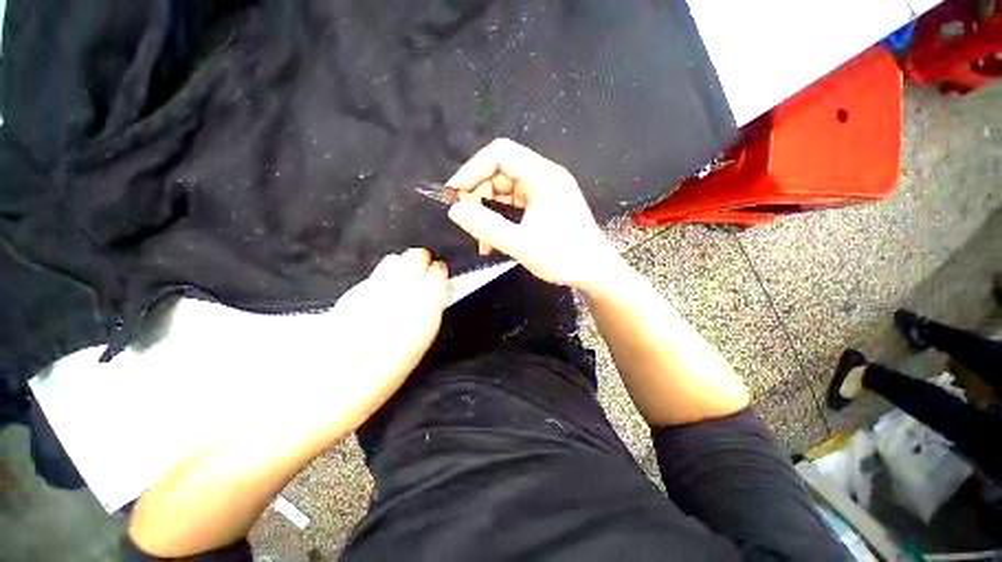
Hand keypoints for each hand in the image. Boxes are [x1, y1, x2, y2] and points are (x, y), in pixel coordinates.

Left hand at [316, 248, 447, 429]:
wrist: (328, 387)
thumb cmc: (383, 375)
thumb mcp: (417, 344)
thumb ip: (427, 312)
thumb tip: (434, 292)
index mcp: (424, 311)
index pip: (438, 274)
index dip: (439, 273)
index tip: (439, 275)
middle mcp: (401, 293)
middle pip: (416, 257)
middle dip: (421, 262)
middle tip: (421, 273)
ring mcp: (375, 289)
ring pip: (394, 260)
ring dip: (401, 267)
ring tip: (400, 282)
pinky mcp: (353, 291)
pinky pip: (375, 276)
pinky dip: (382, 278)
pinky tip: (380, 294)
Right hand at [446, 138, 618, 291]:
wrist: (595, 273)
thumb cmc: (564, 257)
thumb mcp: (521, 244)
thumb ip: (486, 227)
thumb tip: (455, 210)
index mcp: (543, 177)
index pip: (501, 153)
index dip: (473, 169)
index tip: (455, 193)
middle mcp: (545, 177)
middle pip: (501, 172)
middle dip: (480, 195)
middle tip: (468, 221)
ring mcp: (545, 192)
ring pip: (505, 190)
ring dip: (489, 211)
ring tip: (482, 240)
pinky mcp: (545, 206)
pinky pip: (515, 204)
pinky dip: (501, 218)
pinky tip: (494, 240)